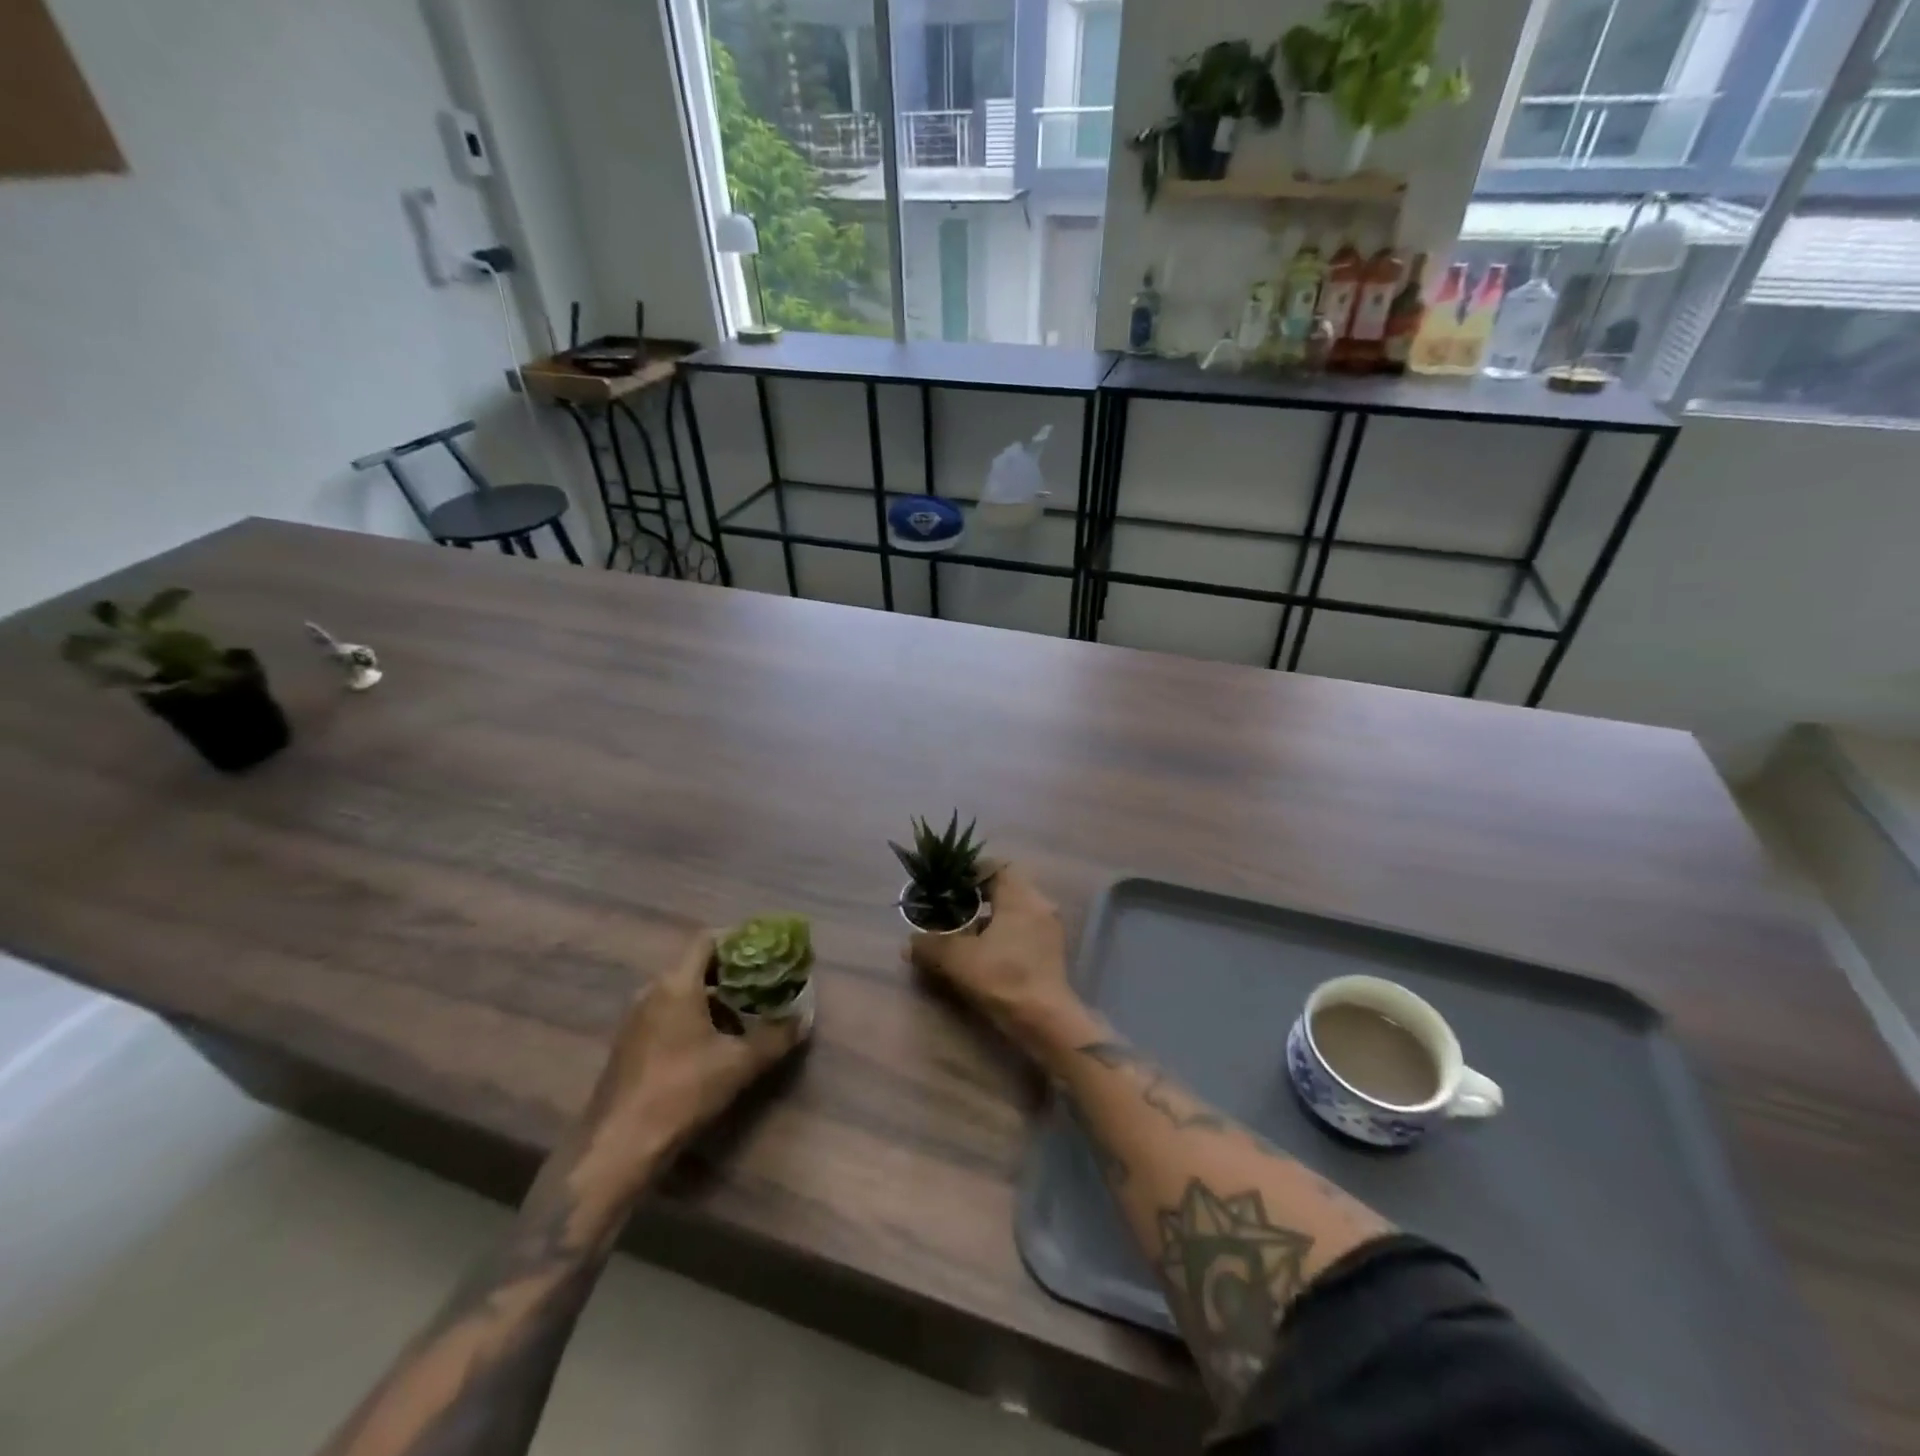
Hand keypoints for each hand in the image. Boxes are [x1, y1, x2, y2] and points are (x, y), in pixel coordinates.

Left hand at [575, 929, 806, 1204]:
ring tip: (746, 1013)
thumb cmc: (681, 1092)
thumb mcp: (739, 1064)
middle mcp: (652, 991)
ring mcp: (636, 1018)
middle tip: (764, 982)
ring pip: (681, 991)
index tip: (765, 950)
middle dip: (731, 971)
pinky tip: (714, 1042)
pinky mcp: (629, 1044)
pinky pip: (667, 1014)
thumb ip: (775, 1037)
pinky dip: (693, 1016)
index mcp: (677, 984)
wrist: (617, 1148)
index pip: (708, 940)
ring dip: (713, 997)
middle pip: (696, 965)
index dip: (738, 939)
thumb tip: (803, 1019)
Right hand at [907, 866, 1078, 1054]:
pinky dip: (1002, 933)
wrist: (1046, 1022)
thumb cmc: (1004, 979)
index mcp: (1021, 897)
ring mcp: (1048, 929)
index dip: (972, 869)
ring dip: (990, 916)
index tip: (950, 881)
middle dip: (978, 894)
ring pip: (1015, 910)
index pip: (997, 866)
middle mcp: (1039, 905)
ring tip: (963, 930)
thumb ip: (931, 946)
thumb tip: (910, 943)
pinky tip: (983, 951)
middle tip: (951, 905)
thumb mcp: (958, 960)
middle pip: (1006, 887)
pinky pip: (1023, 928)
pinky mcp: (1050, 951)